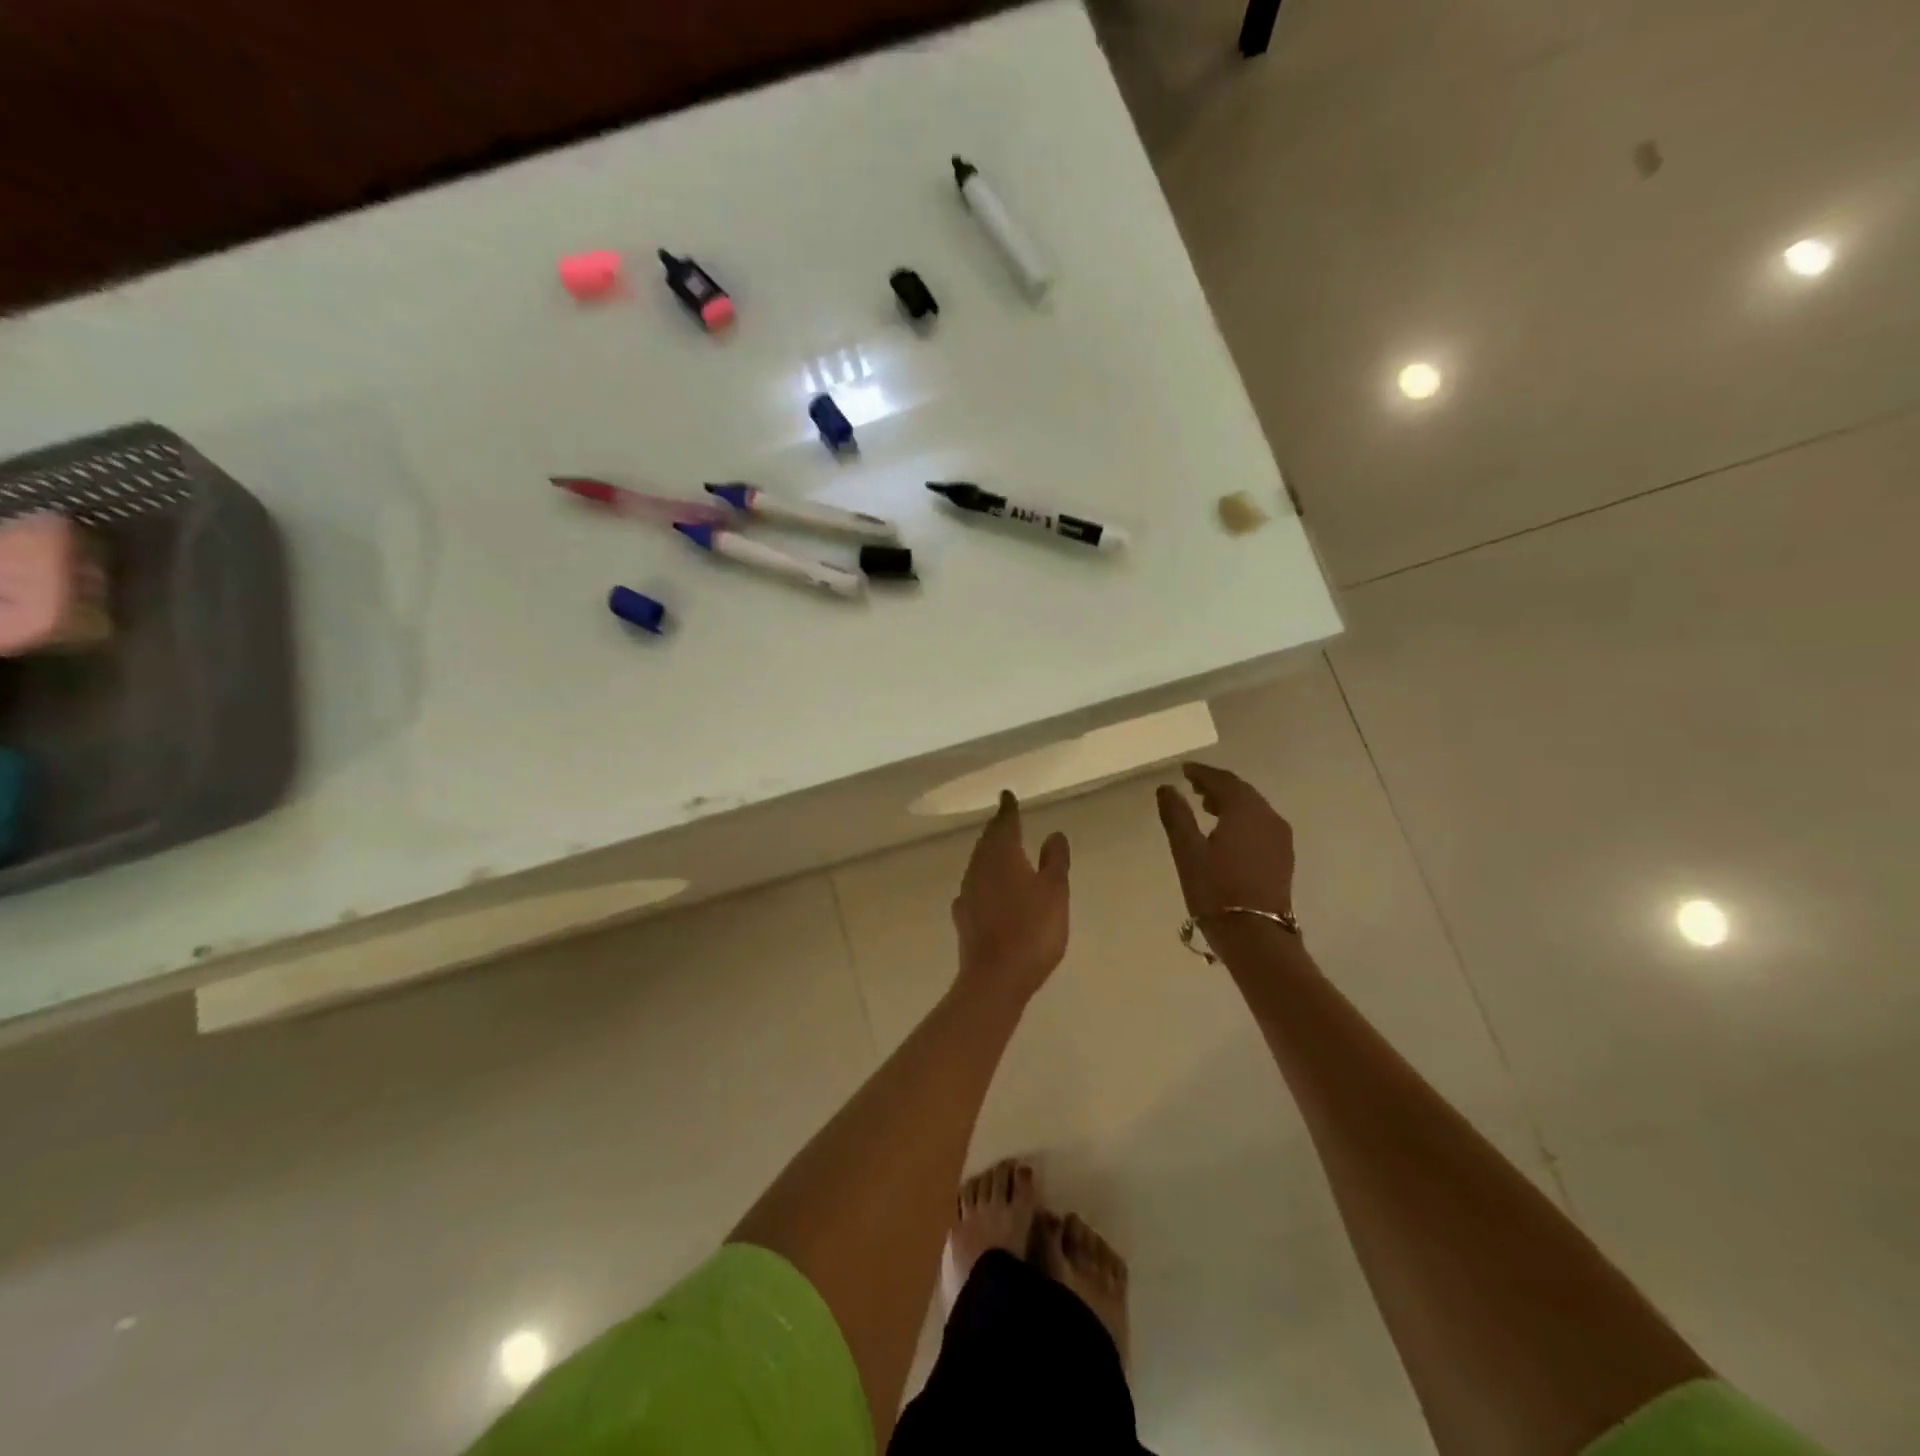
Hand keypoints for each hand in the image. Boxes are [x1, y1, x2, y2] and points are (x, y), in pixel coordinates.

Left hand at [952, 790, 1070, 1005]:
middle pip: (987, 841)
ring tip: (1002, 850)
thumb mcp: (1055, 892)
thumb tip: (1054, 833)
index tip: (1007, 795)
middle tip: (1007, 819)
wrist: (995, 978)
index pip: (1004, 823)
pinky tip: (987, 890)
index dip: (1008, 809)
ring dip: (990, 854)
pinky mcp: (963, 917)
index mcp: (1002, 855)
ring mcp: (967, 892)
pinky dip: (984, 881)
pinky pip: (974, 888)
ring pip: (979, 863)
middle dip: (998, 829)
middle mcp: (979, 867)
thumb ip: (1055, 860)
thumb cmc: (1032, 930)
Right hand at [1156, 763, 1294, 920]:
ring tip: (1206, 808)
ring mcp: (1280, 838)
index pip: (1223, 780)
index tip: (1184, 770)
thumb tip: (1167, 788)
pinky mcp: (1283, 858)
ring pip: (1253, 808)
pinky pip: (1260, 825)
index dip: (1202, 773)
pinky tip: (1227, 832)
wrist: (1256, 937)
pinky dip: (1242, 819)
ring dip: (1230, 803)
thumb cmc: (1216, 891)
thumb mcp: (1187, 851)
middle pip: (1242, 792)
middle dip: (1217, 786)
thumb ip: (1176, 816)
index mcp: (1245, 810)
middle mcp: (1268, 817)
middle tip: (1193, 786)